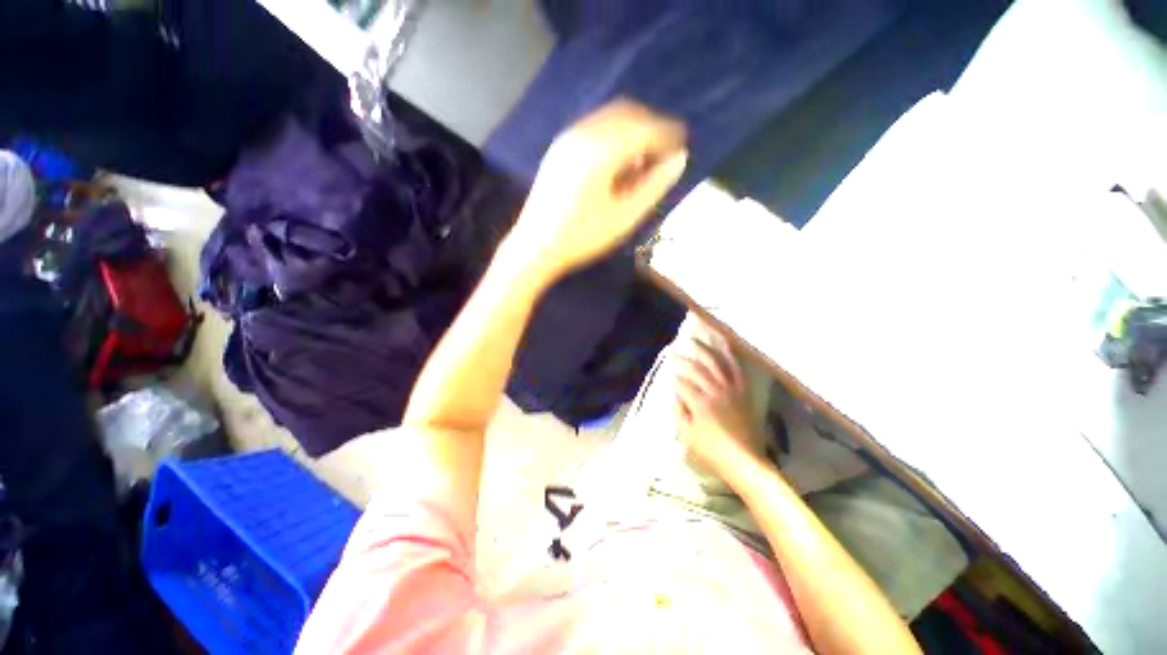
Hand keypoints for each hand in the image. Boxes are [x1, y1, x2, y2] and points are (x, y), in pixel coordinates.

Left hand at [508, 99, 687, 279]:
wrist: (535, 246)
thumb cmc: (582, 237)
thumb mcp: (624, 217)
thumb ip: (653, 186)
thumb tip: (679, 159)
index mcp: (600, 151)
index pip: (643, 127)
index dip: (667, 133)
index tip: (682, 146)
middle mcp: (582, 134)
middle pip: (626, 113)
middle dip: (651, 127)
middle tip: (665, 153)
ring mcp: (567, 138)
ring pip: (609, 119)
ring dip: (632, 131)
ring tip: (643, 161)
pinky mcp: (559, 148)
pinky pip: (594, 128)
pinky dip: (614, 137)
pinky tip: (618, 163)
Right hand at [675, 334, 757, 474]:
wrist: (745, 462)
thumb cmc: (713, 452)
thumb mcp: (688, 435)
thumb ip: (679, 411)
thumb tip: (674, 393)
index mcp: (700, 403)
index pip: (682, 383)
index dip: (673, 376)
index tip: (667, 371)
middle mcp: (715, 391)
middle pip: (696, 368)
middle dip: (682, 359)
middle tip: (673, 351)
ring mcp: (731, 389)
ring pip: (715, 363)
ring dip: (703, 350)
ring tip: (693, 340)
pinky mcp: (743, 392)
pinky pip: (736, 370)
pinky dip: (729, 357)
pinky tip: (723, 346)